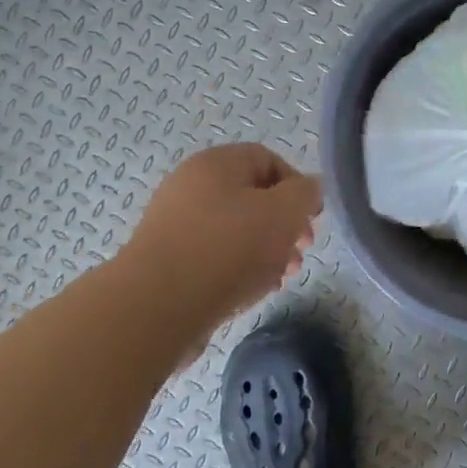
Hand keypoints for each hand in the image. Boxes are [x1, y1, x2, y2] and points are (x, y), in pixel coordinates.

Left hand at [124, 144, 321, 329]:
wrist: (156, 307)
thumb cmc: (227, 249)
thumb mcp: (283, 214)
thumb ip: (305, 194)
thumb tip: (309, 189)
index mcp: (216, 164)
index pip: (268, 160)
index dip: (297, 187)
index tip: (311, 221)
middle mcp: (191, 186)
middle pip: (253, 197)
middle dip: (284, 225)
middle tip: (301, 253)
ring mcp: (176, 224)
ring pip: (236, 230)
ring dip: (266, 251)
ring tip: (281, 277)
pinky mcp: (168, 260)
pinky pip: (214, 256)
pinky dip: (239, 269)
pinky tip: (254, 291)